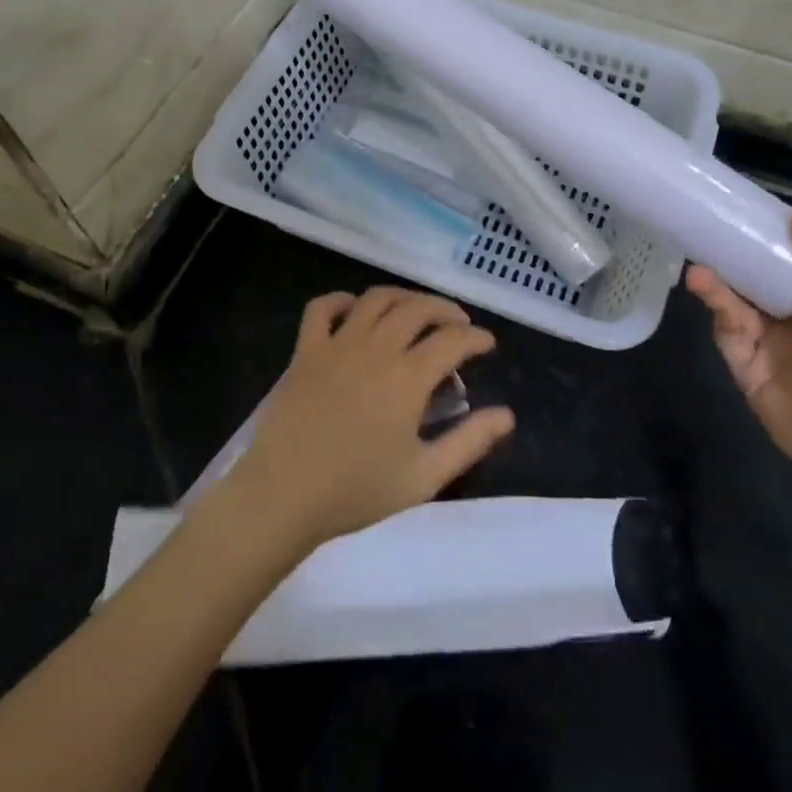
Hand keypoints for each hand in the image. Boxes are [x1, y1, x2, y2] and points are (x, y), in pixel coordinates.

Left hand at [224, 287, 513, 555]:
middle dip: (445, 309)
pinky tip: (354, 310)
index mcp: (408, 377)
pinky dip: (341, 300)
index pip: (453, 340)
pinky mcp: (305, 350)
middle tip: (457, 324)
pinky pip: (322, 308)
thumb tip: (507, 415)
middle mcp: (377, 348)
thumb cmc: (357, 490)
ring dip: (403, 297)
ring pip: (376, 299)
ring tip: (415, 311)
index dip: (476, 337)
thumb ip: (469, 442)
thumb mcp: (425, 476)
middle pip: (418, 308)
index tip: (487, 344)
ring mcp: (338, 344)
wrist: (284, 494)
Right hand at [686, 205, 791, 536]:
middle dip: (732, 259)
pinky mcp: (747, 373)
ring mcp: (770, 347)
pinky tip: (709, 298)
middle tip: (705, 234)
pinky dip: (718, 317)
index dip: (768, 236)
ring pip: (735, 307)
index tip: (741, 210)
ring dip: (718, 287)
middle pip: (755, 281)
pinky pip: (727, 338)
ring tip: (699, 271)